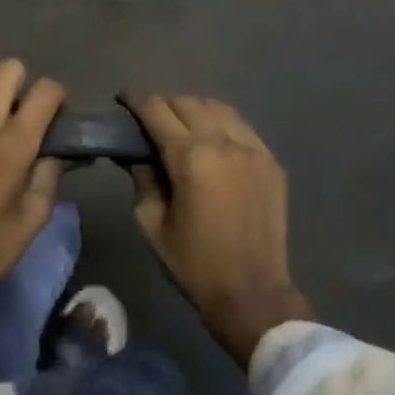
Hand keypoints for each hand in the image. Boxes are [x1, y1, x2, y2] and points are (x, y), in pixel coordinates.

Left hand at [0, 56, 65, 375]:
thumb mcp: (34, 217)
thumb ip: (51, 174)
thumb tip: (61, 150)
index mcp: (14, 147)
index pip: (45, 93)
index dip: (58, 97)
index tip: (59, 115)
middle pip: (9, 71)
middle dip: (27, 82)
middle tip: (28, 110)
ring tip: (4, 100)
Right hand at [124, 94, 311, 367]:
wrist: (252, 293)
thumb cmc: (194, 263)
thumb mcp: (151, 223)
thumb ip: (142, 178)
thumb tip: (135, 152)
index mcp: (190, 158)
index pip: (157, 110)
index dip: (136, 103)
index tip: (123, 103)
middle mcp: (223, 142)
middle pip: (187, 102)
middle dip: (164, 105)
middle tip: (151, 123)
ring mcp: (253, 149)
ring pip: (217, 107)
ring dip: (194, 110)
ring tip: (183, 128)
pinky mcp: (271, 160)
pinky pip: (241, 126)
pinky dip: (222, 124)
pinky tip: (213, 141)